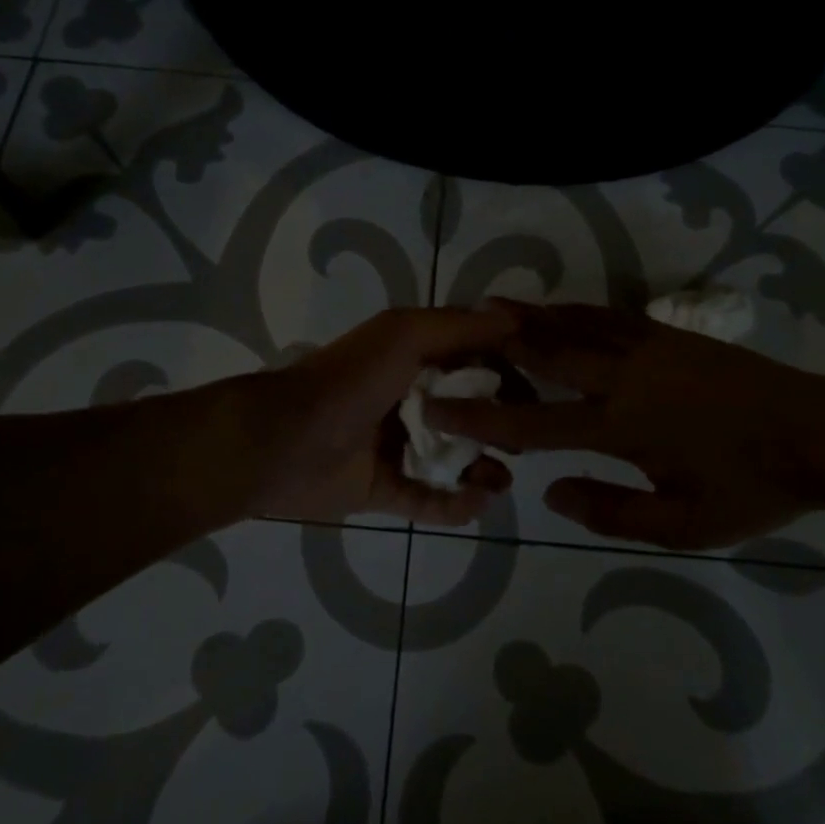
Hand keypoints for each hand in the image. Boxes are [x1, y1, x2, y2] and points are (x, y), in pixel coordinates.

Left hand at [233, 306, 519, 525]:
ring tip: (500, 482)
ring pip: (453, 459)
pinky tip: (477, 504)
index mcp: (411, 358)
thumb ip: (460, 327)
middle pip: (468, 412)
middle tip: (524, 442)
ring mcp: (395, 446)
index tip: (542, 387)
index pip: (473, 359)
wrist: (282, 443)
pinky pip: (429, 499)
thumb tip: (516, 319)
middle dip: (500, 426)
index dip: (507, 370)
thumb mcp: (404, 335)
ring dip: (483, 470)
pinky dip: (455, 505)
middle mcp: (407, 399)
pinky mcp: (383, 489)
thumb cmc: (349, 381)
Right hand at [425, 300, 824, 548]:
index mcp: (620, 425)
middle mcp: (622, 376)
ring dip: (530, 316)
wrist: (818, 433)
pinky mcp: (668, 334)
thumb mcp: (684, 524)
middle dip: (496, 343)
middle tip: (454, 330)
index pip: (532, 421)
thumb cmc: (751, 486)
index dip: (480, 415)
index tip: (439, 404)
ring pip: (573, 324)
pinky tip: (558, 309)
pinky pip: (606, 316)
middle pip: (545, 352)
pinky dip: (572, 310)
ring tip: (492, 305)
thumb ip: (611, 511)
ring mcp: (646, 346)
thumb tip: (551, 492)